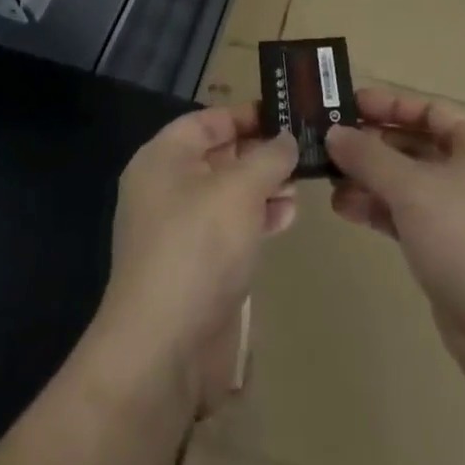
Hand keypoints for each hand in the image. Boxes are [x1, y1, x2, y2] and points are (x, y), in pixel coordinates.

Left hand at [93, 104, 297, 409]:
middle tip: (302, 153)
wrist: (162, 349)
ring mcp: (176, 230)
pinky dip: (254, 220)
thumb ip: (268, 157)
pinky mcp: (191, 267)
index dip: (247, 115)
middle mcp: (165, 187)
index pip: (208, 120)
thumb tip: (286, 139)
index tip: (287, 115)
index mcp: (164, 157)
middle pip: (218, 156)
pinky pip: (226, 229)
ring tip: (299, 189)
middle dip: (260, 154)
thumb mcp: (241, 189)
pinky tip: (284, 220)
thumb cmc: (199, 247)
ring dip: (262, 188)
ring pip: (226, 194)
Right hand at [325, 87, 464, 396]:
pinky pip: (411, 220)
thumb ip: (369, 157)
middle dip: (373, 147)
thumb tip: (334, 133)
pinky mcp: (454, 255)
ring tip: (329, 182)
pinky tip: (347, 210)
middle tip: (329, 145)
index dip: (388, 106)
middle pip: (418, 147)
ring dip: (372, 182)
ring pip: (411, 187)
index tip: (347, 106)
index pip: (430, 111)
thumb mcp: (413, 188)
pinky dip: (382, 212)